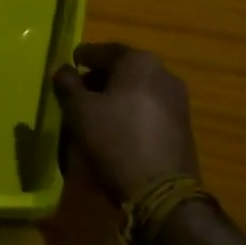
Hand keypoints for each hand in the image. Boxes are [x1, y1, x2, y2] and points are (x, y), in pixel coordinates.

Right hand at [52, 42, 198, 203]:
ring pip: (138, 91)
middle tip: (78, 91)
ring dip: (117, 98)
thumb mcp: (80, 111)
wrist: (162, 194)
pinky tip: (117, 131)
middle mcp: (163, 74)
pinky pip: (150, 111)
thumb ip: (68, 84)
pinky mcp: (182, 128)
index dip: (84, 57)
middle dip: (100, 79)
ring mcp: (177, 102)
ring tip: (95, 114)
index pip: (105, 51)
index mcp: (140, 62)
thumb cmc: (116, 141)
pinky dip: (131, 114)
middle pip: (124, 70)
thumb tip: (63, 70)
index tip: (70, 63)